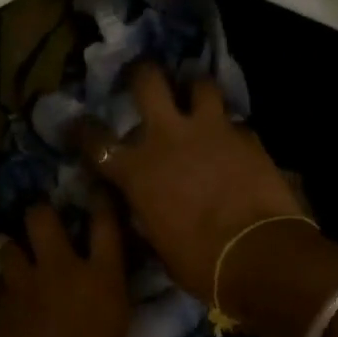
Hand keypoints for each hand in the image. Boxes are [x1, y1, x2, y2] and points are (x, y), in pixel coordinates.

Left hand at [0, 199, 135, 336]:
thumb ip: (118, 336)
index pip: (105, 223)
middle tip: (49, 229)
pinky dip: (9, 288)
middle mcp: (61, 273)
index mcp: (103, 282)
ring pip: (10, 245)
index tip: (99, 191)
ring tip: (26, 265)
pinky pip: (2, 285)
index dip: (101, 201)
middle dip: (43, 216)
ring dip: (18, 251)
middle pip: (41, 216)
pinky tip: (16, 304)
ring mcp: (24, 289)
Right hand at [73, 62, 308, 301]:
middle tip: (143, 77)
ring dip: (195, 89)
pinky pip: (234, 121)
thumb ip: (148, 215)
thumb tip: (145, 210)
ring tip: (197, 98)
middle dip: (142, 73)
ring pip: (200, 84)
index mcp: (137, 171)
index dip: (82, 130)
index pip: (95, 141)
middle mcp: (168, 138)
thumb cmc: (200, 263)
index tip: (79, 125)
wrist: (258, 253)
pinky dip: (230, 129)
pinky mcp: (247, 136)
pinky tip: (233, 142)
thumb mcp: (159, 245)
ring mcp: (210, 130)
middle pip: (148, 81)